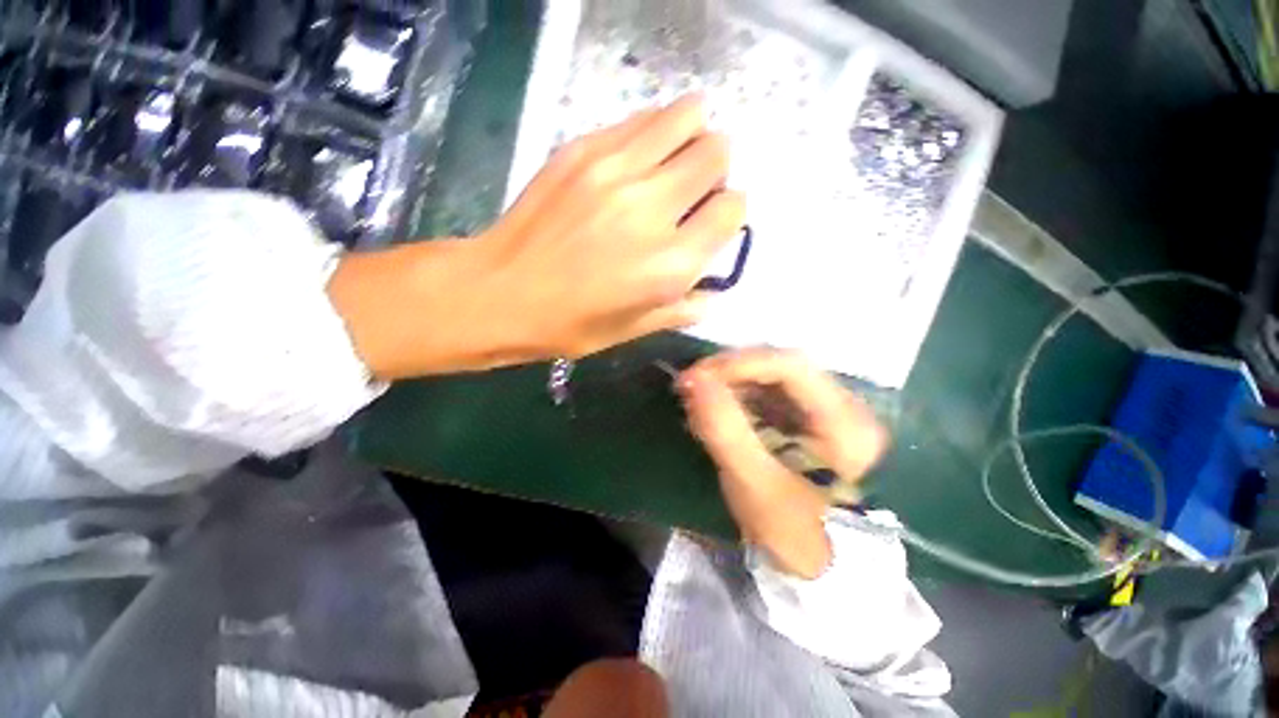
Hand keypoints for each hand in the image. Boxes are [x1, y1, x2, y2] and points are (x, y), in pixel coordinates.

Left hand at [480, 94, 743, 358]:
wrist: (501, 292)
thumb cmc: (571, 323)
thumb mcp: (634, 329)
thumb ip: (682, 309)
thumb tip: (709, 291)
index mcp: (670, 264)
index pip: (732, 208)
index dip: (727, 215)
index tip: (709, 224)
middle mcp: (652, 209)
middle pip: (717, 153)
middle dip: (714, 172)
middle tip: (690, 191)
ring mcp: (615, 170)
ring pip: (686, 117)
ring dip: (691, 138)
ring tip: (671, 163)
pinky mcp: (582, 149)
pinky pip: (640, 119)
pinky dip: (653, 133)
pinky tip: (637, 159)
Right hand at [678, 349, 888, 578]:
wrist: (822, 569)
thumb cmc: (796, 535)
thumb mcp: (755, 486)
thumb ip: (724, 429)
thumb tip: (692, 379)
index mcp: (846, 423)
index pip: (790, 366)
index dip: (739, 364)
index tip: (695, 377)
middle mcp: (843, 405)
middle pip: (779, 366)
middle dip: (729, 372)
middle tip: (689, 386)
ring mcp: (823, 410)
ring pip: (768, 376)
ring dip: (728, 382)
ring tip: (696, 400)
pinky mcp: (804, 419)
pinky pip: (765, 393)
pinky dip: (734, 396)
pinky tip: (713, 411)